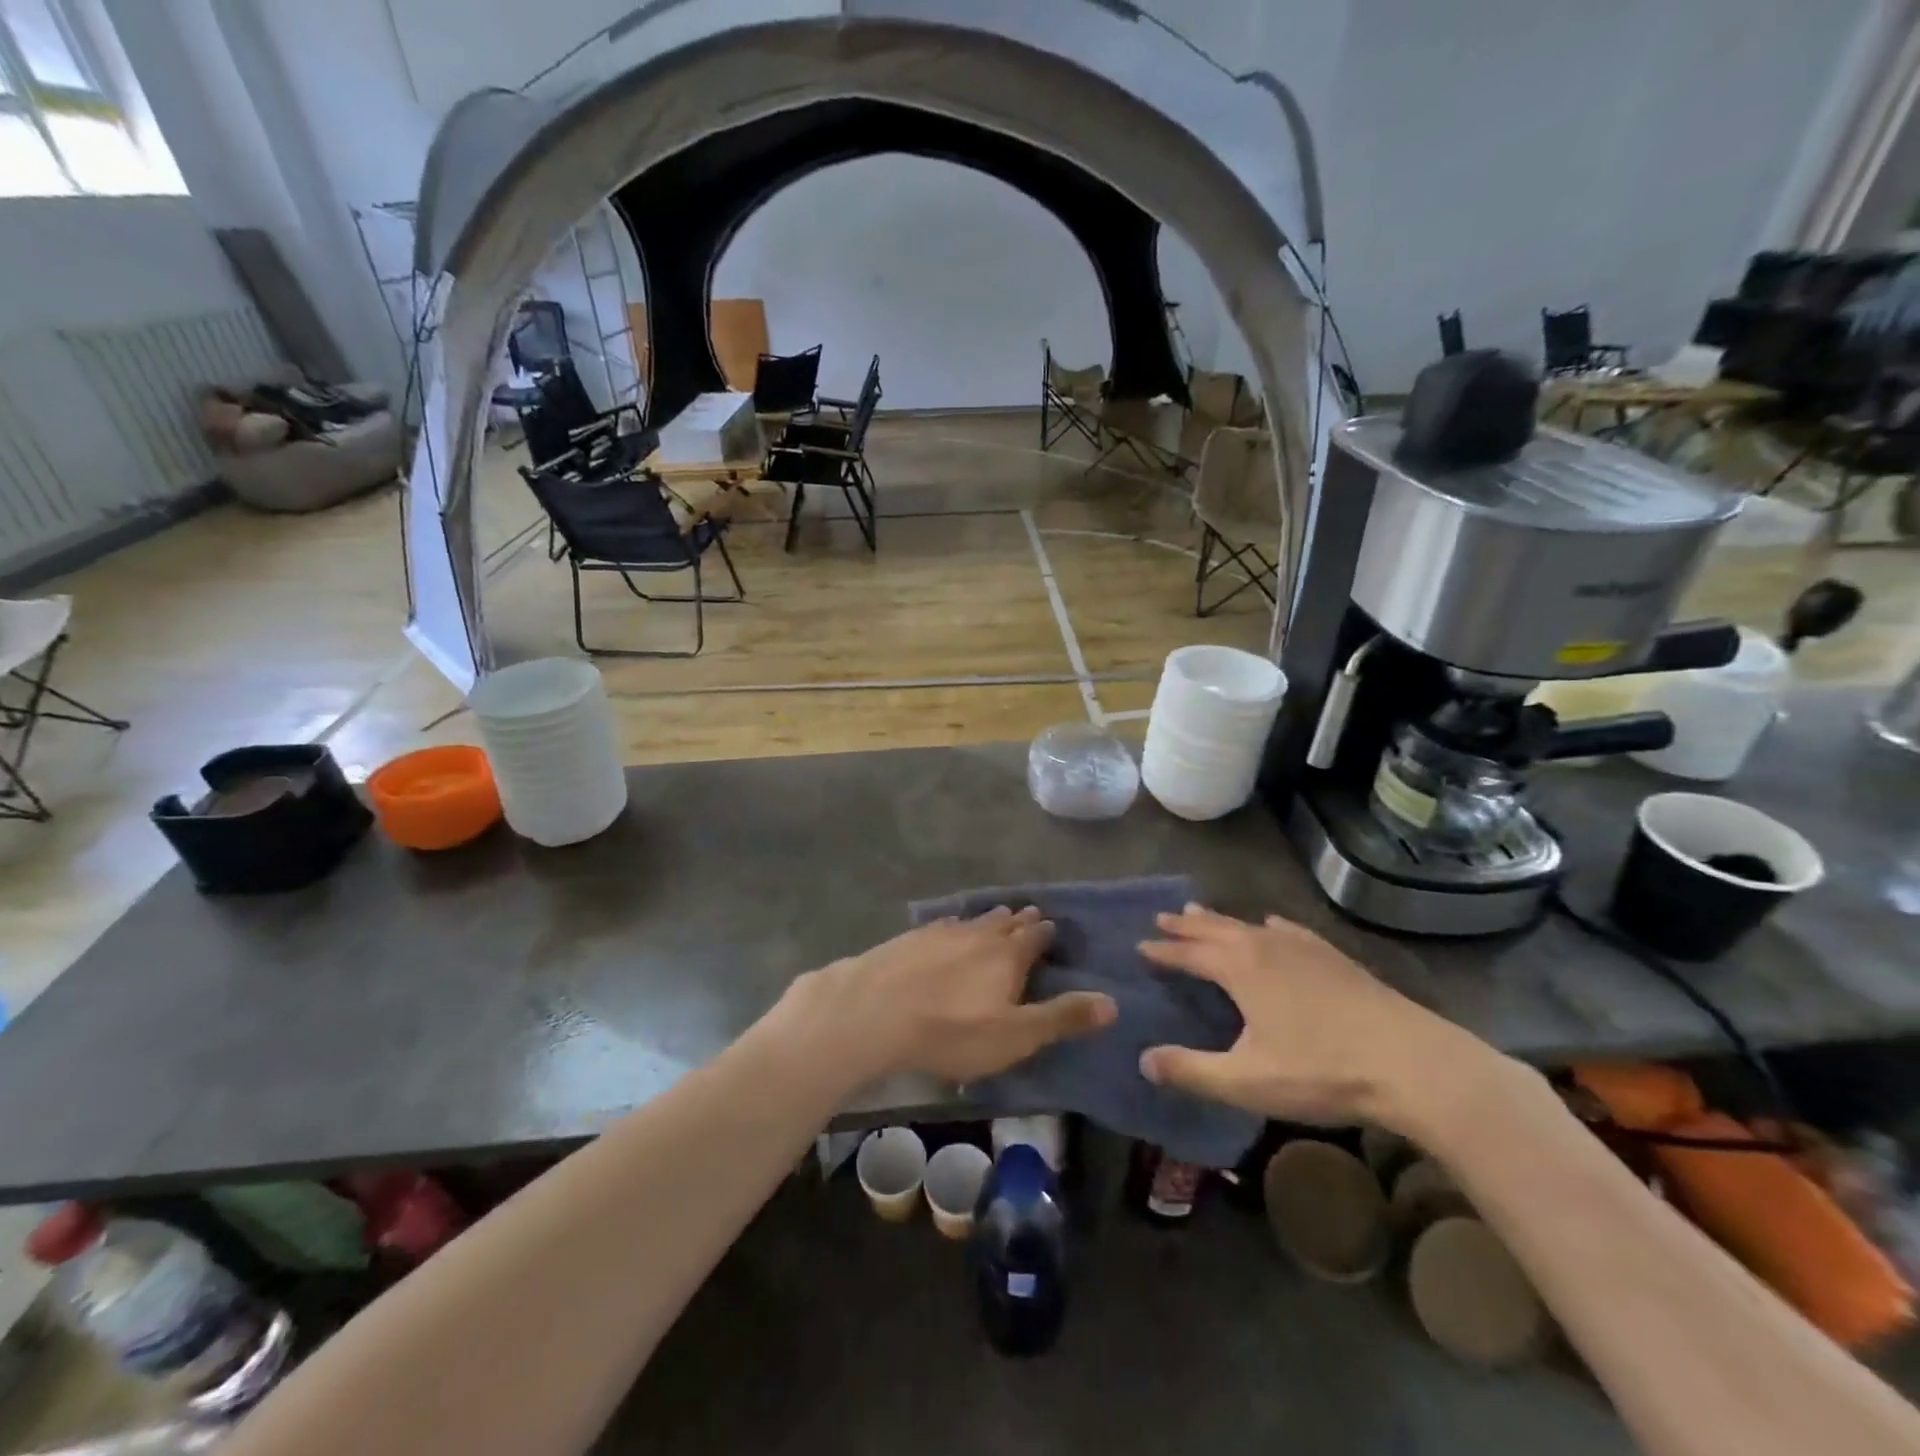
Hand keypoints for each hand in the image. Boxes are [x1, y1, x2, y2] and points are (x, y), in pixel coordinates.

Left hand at [783, 906, 1115, 1085]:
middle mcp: (978, 933)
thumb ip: (1062, 1018)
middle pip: (1005, 922)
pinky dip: (954, 925)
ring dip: (989, 919)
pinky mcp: (910, 938)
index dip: (1046, 933)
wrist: (875, 1012)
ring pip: (973, 920)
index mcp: (1008, 955)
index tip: (1053, 927)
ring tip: (997, 916)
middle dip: (1020, 920)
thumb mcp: (1016, 1036)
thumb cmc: (953, 1031)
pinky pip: (942, 925)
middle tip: (1030, 914)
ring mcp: (941, 932)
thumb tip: (1113, 1001)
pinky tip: (948, 927)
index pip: (1035, 937)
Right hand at [1137, 905, 1509, 1132]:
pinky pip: (1288, 929)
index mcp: (1240, 969)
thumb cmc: (1322, 1071)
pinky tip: (1273, 923)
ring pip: (1249, 925)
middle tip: (1161, 918)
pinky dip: (1270, 925)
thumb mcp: (1247, 1081)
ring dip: (1219, 920)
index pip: (1189, 954)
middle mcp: (1266, 946)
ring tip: (1199, 911)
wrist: (1412, 1063)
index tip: (1139, 946)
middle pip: (1215, 929)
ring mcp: (1303, 948)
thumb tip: (1143, 1061)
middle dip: (1185, 926)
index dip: (1163, 952)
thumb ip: (1192, 1071)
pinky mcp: (1333, 957)